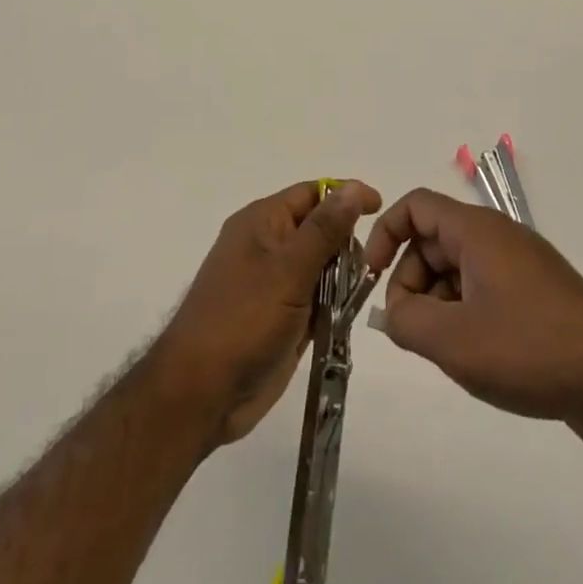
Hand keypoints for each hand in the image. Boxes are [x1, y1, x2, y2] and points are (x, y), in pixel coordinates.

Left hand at [159, 179, 381, 445]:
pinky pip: (316, 298)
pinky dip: (332, 305)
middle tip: (368, 265)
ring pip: (321, 266)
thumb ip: (323, 230)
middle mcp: (267, 245)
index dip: (346, 195)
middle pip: (319, 228)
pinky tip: (344, 318)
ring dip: (342, 278)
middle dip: (346, 243)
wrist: (201, 394)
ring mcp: (273, 283)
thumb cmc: (243, 321)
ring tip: (354, 296)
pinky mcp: (280, 316)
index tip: (380, 208)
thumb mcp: (288, 270)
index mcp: (262, 221)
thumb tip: (351, 189)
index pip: (312, 193)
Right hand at [363, 188, 582, 435]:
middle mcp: (497, 237)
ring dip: (439, 303)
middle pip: (434, 240)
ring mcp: (521, 266)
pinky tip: (478, 358)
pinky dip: (467, 315)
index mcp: (475, 230)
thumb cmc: (528, 347)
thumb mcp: (452, 340)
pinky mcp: (538, 297)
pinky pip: (485, 291)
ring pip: (459, 270)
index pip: (415, 206)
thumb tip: (394, 312)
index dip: (385, 234)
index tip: (372, 277)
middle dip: (410, 280)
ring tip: (448, 352)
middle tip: (412, 330)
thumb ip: (406, 321)